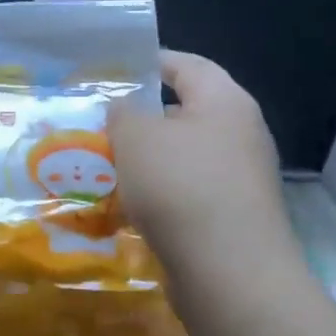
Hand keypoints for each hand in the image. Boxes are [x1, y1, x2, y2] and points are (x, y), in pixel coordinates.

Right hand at [110, 50, 300, 284]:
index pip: (186, 65)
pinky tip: (124, 206)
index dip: (149, 62)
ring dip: (143, 161)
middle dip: (139, 119)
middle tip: (96, 125)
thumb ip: (122, 112)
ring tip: (101, 167)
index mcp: (225, 102)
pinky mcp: (230, 215)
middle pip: (183, 113)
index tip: (111, 72)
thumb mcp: (135, 137)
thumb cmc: (180, 187)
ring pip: (180, 157)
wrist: (229, 273)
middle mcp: (240, 133)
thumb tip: (124, 109)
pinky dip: (155, 194)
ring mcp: (239, 178)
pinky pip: (184, 192)